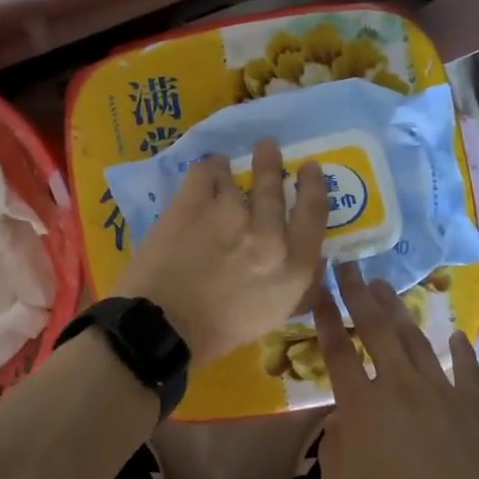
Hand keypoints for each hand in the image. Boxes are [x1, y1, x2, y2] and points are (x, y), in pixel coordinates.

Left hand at [112, 140, 327, 361]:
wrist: (163, 327)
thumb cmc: (220, 331)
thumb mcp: (274, 313)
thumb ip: (296, 281)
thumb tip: (313, 257)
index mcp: (292, 266)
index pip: (314, 214)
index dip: (314, 186)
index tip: (310, 169)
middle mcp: (268, 235)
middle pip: (275, 185)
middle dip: (271, 161)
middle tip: (268, 146)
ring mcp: (229, 213)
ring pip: (235, 176)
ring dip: (230, 169)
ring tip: (223, 165)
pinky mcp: (193, 204)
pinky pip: (205, 172)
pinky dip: (207, 169)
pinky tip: (204, 171)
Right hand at [312, 263, 478, 478]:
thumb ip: (334, 446)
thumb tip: (343, 420)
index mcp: (362, 404)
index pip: (339, 351)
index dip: (328, 318)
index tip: (321, 290)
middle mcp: (399, 386)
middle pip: (377, 330)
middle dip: (360, 295)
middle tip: (352, 267)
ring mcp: (441, 392)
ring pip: (417, 341)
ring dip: (399, 312)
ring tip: (387, 287)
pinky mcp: (474, 407)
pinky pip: (467, 371)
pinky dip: (461, 351)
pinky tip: (456, 334)